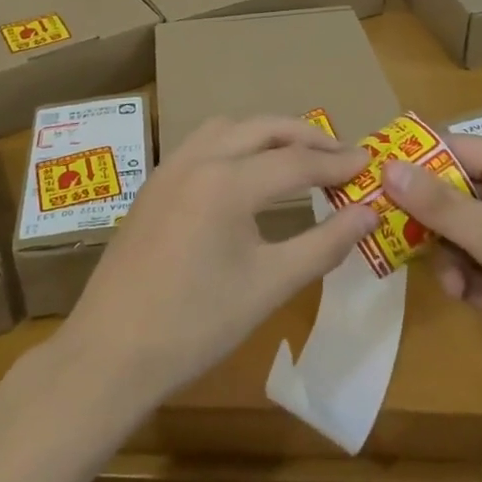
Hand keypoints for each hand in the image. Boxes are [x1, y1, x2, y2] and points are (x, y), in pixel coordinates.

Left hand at [55, 117, 378, 410]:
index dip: (337, 162)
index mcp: (227, 182)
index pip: (296, 161)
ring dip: (267, 132)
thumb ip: (324, 244)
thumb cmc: (196, 325)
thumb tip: (369, 213)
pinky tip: (246, 172)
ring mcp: (170, 168)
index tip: (370, 161)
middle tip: (341, 153)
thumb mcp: (269, 286)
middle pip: (263, 128)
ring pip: (228, 127)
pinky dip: (236, 143)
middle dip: (306, 136)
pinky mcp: (154, 184)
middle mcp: (198, 160)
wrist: (110, 354)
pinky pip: (203, 143)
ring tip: (297, 155)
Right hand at [380, 134, 481, 385]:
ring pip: (469, 228)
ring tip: (458, 291)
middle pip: (458, 191)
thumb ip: (438, 203)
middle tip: (412, 253)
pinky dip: (476, 275)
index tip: (375, 188)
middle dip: (437, 227)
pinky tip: (478, 302)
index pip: (453, 147)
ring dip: (455, 258)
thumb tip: (387, 166)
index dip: (414, 166)